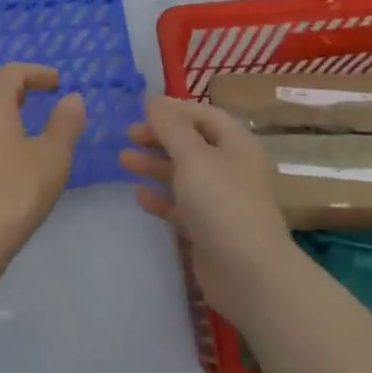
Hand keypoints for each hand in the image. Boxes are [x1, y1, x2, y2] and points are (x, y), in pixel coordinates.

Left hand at [0, 63, 85, 259]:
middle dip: (12, 79)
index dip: (36, 72)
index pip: (12, 72)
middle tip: (36, 91)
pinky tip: (5, 143)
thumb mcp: (53, 157)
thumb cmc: (16, 192)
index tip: (57, 82)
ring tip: (23, 114)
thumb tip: (72, 99)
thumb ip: (65, 123)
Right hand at [120, 95, 293, 321]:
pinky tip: (139, 195)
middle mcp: (232, 169)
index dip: (176, 109)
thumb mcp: (193, 156)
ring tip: (123, 159)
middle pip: (193, 144)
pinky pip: (182, 206)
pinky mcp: (209, 229)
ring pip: (184, 174)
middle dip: (161, 137)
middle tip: (129, 134)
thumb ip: (170, 126)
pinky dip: (161, 198)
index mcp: (237, 145)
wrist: (248, 273)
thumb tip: (153, 99)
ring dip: (155, 165)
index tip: (143, 108)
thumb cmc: (222, 202)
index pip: (206, 116)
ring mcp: (221, 201)